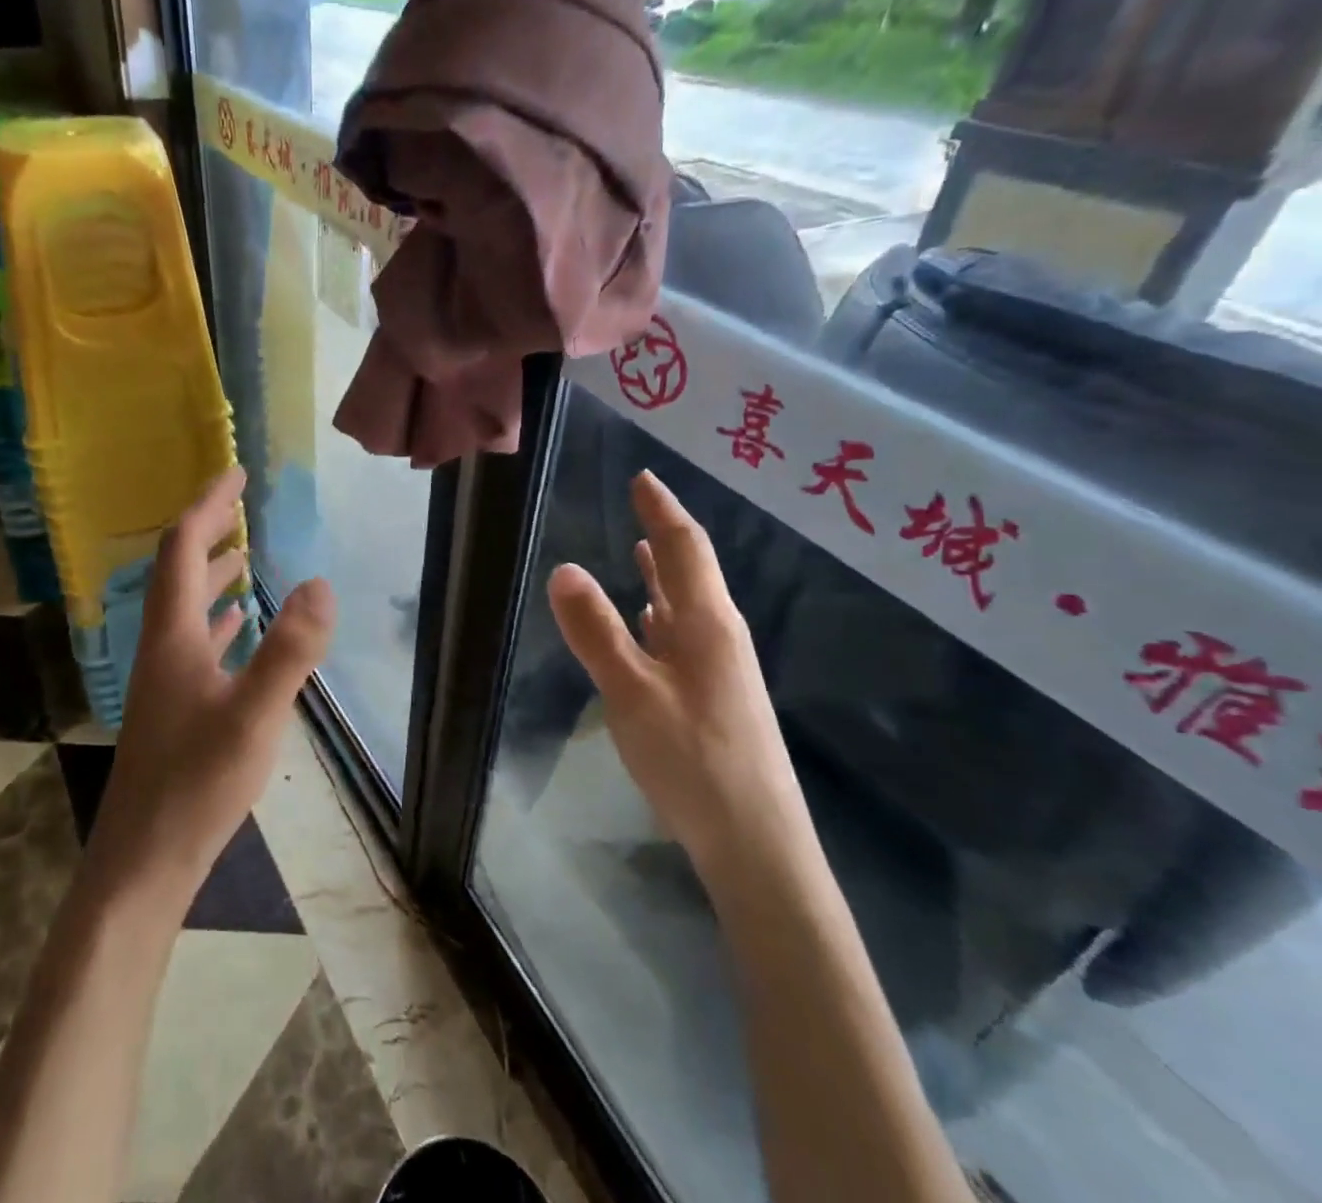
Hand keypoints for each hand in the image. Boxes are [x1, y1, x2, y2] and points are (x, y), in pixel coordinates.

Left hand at [83, 467, 335, 904]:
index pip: (183, 548)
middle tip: (241, 505)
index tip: (236, 473)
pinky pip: (196, 644)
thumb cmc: (196, 785)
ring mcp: (165, 681)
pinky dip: (217, 621)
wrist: (144, 862)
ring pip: (186, 609)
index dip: (208, 506)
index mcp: (173, 636)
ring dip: (211, 576)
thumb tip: (320, 583)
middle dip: (209, 532)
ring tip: (241, 558)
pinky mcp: (176, 709)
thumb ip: (289, 650)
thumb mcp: (254, 715)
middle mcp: (162, 648)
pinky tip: (236, 629)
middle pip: (178, 572)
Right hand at [547, 470, 811, 883]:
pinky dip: (663, 614)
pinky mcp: (714, 698)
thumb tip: (564, 567)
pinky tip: (650, 622)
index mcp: (707, 623)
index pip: (684, 547)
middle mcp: (720, 635)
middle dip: (666, 532)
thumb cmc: (694, 760)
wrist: (757, 844)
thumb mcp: (632, 693)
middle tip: (640, 503)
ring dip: (665, 573)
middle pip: (692, 570)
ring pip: (688, 604)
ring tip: (643, 548)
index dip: (662, 509)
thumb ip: (597, 631)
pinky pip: (684, 636)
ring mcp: (720, 669)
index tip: (642, 477)